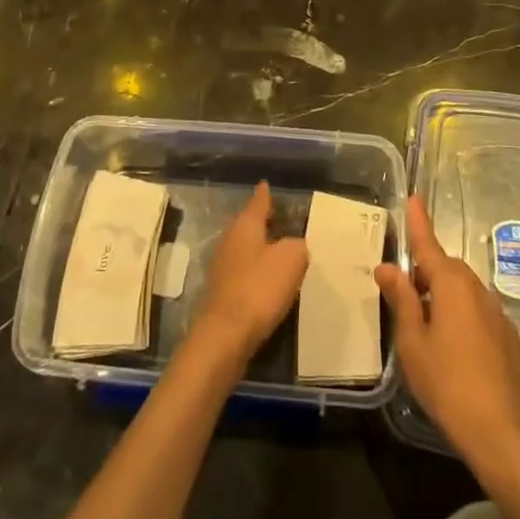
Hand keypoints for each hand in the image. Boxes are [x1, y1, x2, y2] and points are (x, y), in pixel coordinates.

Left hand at [192, 181, 308, 364]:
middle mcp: (230, 240)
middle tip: (281, 218)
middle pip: (249, 225)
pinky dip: (256, 272)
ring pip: (245, 248)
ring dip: (261, 248)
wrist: (227, 334)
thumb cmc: (260, 286)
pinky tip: (269, 281)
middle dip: (263, 222)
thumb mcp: (292, 258)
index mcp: (245, 225)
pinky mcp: (223, 292)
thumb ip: (297, 246)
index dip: (265, 194)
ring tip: (280, 250)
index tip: (266, 184)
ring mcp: (223, 266)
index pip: (258, 202)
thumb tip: (294, 246)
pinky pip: (244, 272)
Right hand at [375, 196, 519, 464]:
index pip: (429, 244)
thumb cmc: (448, 383)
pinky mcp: (509, 338)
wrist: (502, 431)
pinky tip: (453, 350)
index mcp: (451, 284)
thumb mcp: (413, 342)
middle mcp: (477, 290)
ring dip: (443, 297)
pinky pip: (478, 313)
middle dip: (425, 274)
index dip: (419, 222)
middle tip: (403, 296)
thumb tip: (387, 267)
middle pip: (446, 269)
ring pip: (463, 292)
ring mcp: (498, 314)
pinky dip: (461, 318)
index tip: (414, 197)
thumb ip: (401, 300)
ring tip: (425, 327)